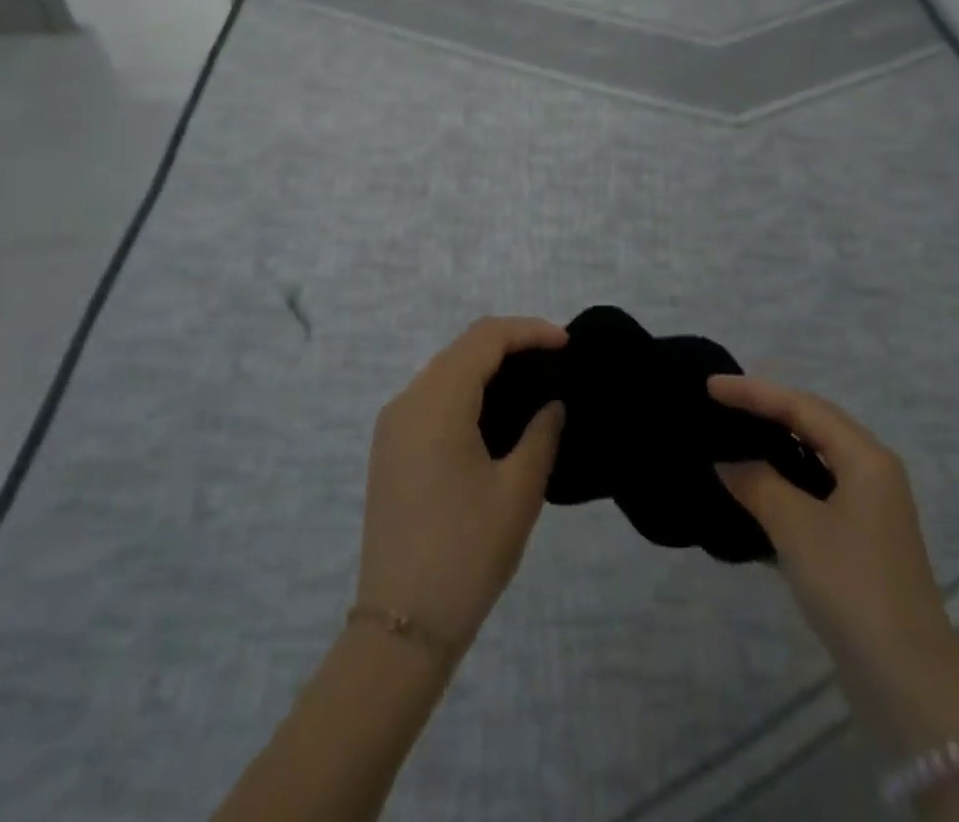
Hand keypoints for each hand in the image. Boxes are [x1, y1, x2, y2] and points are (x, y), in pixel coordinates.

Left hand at [356, 317, 567, 654]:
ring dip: (487, 365)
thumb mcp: (518, 491)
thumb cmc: (467, 552)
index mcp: (436, 402)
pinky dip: (466, 389)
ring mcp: (393, 425)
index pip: (486, 338)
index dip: (529, 331)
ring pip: (445, 370)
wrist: (401, 627)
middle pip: (463, 347)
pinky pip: (432, 397)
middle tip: (555, 360)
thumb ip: (541, 434)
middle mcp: (407, 401)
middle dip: (511, 343)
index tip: (567, 344)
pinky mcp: (390, 449)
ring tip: (532, 381)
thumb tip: (551, 404)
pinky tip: (495, 413)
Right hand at [709, 375, 957, 669]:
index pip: (801, 407)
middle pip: (813, 422)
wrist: (907, 680)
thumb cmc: (852, 586)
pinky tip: (757, 484)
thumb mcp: (796, 527)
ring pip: (815, 455)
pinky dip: (786, 477)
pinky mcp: (861, 537)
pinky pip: (816, 486)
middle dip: (767, 408)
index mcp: (865, 457)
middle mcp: (872, 470)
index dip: (754, 393)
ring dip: (776, 442)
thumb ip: (757, 483)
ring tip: (734, 434)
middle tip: (722, 402)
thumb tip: (726, 461)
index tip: (710, 387)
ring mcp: (869, 506)